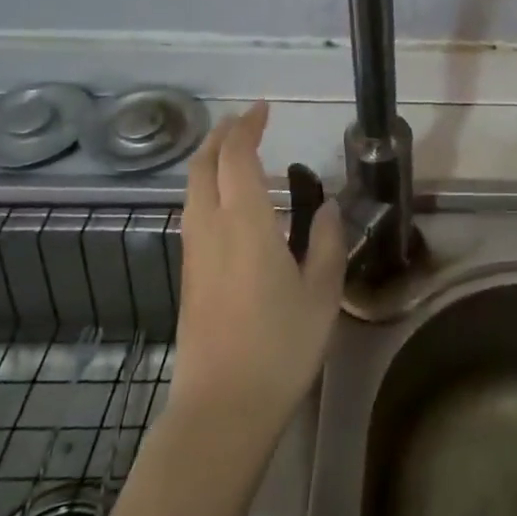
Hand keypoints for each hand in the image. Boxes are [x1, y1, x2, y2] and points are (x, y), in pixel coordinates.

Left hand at [168, 102, 345, 430]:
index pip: (235, 157)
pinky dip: (207, 189)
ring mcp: (193, 253)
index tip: (264, 110)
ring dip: (209, 161)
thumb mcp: (322, 291)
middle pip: (201, 166)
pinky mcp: (189, 276)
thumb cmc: (280, 345)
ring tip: (237, 154)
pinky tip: (230, 204)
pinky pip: (193, 213)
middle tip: (247, 123)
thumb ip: (327, 240)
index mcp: (244, 222)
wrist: (223, 406)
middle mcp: (210, 228)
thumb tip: (327, 206)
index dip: (247, 127)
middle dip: (221, 137)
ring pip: (191, 189)